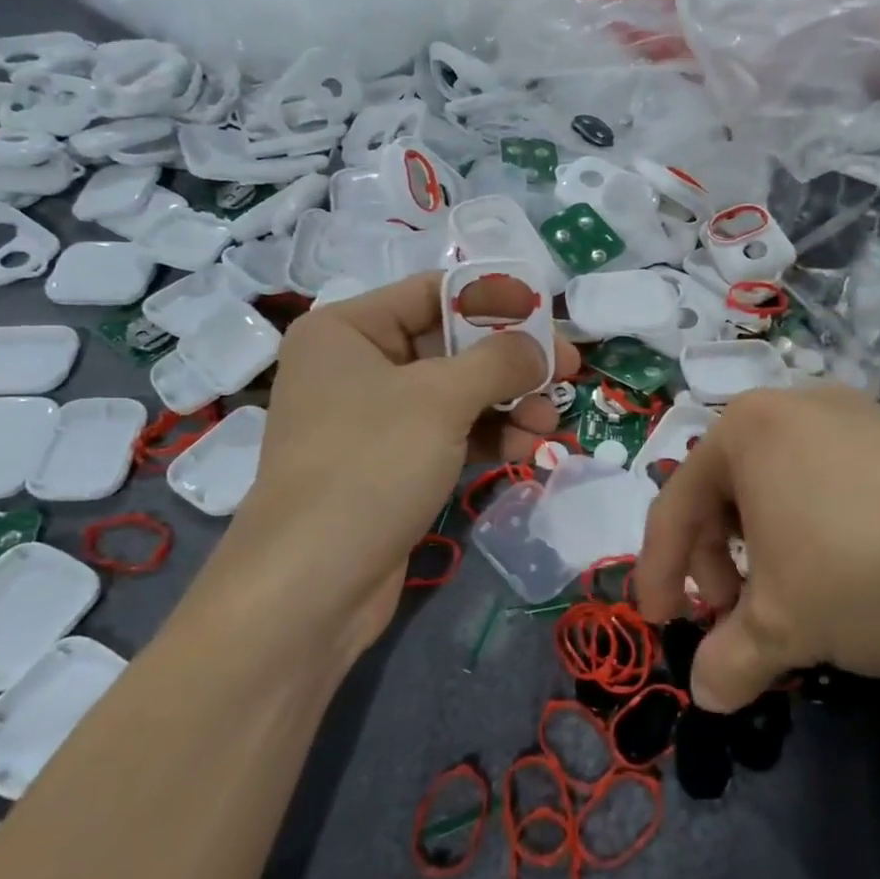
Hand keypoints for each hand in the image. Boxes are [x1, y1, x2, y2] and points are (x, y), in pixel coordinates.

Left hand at [227, 273, 578, 647]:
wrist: (313, 584)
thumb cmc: (370, 465)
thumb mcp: (440, 399)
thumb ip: (499, 361)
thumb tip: (541, 348)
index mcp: (347, 330)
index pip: (433, 294)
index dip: (495, 301)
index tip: (548, 319)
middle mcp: (357, 367)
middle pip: (451, 347)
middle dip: (510, 364)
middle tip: (566, 375)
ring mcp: (374, 421)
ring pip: (457, 395)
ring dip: (509, 405)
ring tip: (548, 425)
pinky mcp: (392, 465)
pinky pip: (450, 435)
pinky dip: (490, 438)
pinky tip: (526, 450)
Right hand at [637, 385, 879, 712]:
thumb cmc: (863, 577)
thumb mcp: (782, 628)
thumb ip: (727, 660)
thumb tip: (707, 695)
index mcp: (748, 429)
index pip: (676, 503)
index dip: (658, 569)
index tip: (659, 622)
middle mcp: (796, 406)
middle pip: (725, 490)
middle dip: (718, 559)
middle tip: (732, 615)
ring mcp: (855, 415)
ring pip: (777, 486)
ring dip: (763, 547)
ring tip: (787, 598)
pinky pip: (826, 481)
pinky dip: (810, 529)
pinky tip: (838, 572)